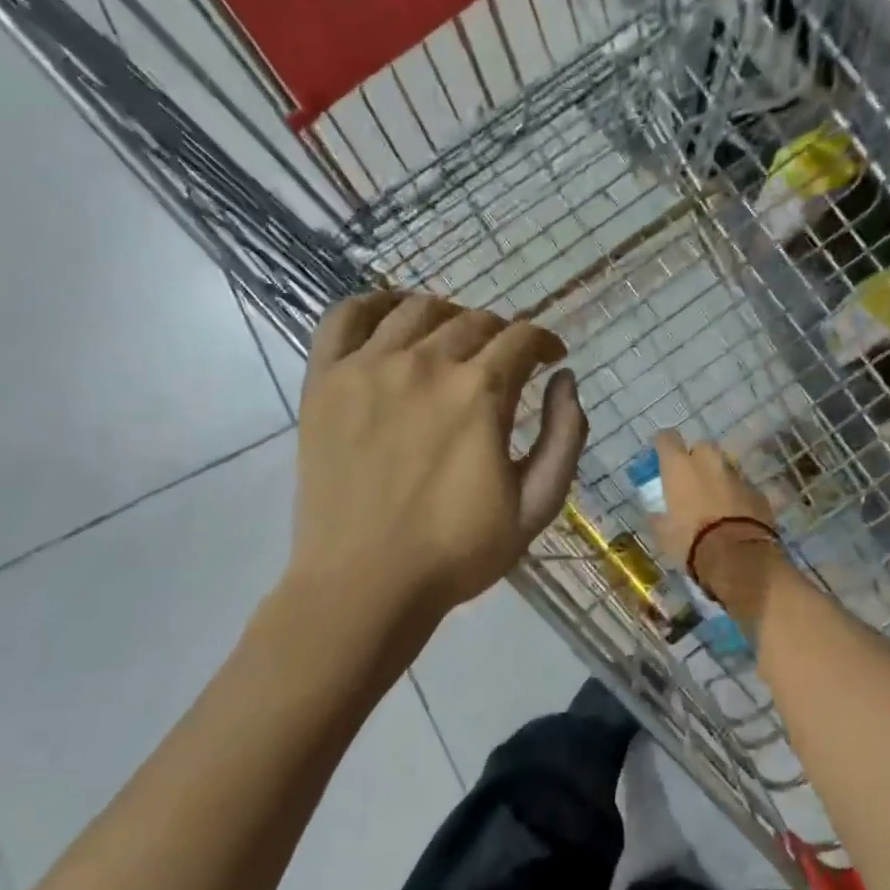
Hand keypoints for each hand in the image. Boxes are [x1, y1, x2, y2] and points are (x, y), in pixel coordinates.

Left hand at [290, 292, 587, 623]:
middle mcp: (425, 364)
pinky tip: (390, 316)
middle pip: (472, 321)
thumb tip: (566, 380)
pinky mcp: (324, 381)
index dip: (544, 343)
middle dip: (501, 335)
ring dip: (448, 316)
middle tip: (504, 361)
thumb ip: (564, 437)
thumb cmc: (457, 553)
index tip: (550, 359)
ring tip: (453, 340)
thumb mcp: (535, 506)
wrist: (365, 584)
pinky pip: (345, 317)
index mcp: (480, 393)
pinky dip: (373, 304)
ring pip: (416, 310)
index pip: (522, 339)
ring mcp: (367, 367)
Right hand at [649, 431, 780, 605]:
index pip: (667, 439)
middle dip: (696, 459)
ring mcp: (737, 475)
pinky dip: (737, 496)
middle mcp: (709, 462)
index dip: (663, 445)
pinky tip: (734, 515)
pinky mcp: (758, 492)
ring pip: (725, 466)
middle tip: (690, 480)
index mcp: (680, 467)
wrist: (738, 557)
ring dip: (718, 477)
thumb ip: (659, 518)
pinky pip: (743, 487)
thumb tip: (656, 515)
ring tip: (714, 500)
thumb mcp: (664, 534)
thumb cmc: (691, 541)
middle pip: (701, 447)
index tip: (660, 455)